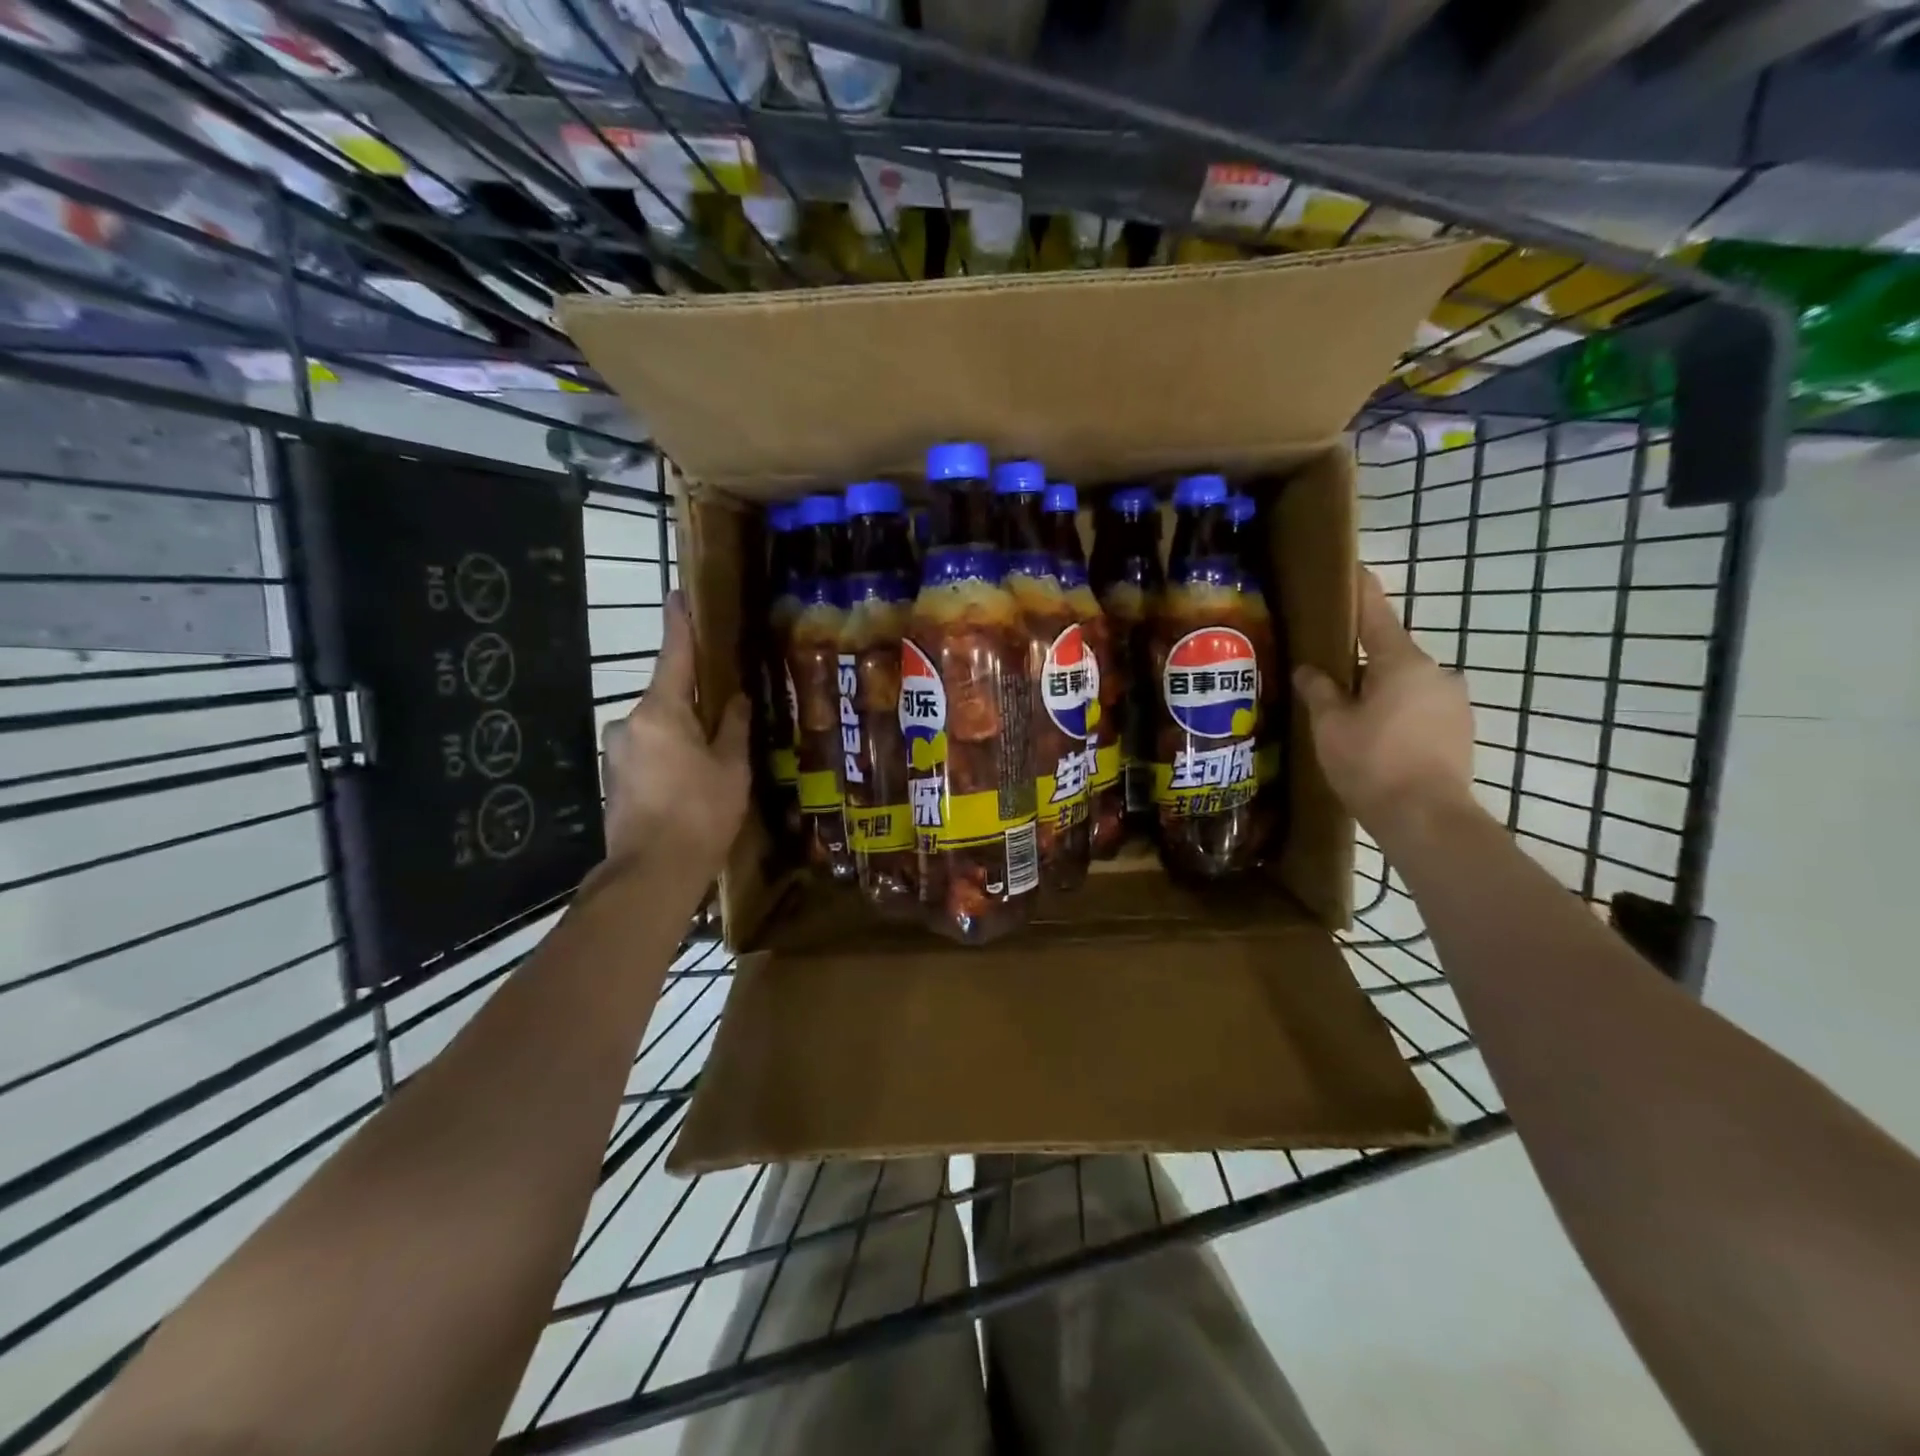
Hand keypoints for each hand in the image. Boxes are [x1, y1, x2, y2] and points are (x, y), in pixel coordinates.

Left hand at [600, 591, 750, 884]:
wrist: (652, 872)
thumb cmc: (700, 813)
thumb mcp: (731, 768)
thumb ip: (734, 728)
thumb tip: (738, 700)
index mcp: (661, 712)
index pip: (674, 656)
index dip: (679, 624)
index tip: (678, 594)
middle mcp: (630, 722)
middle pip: (667, 697)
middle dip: (694, 701)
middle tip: (725, 714)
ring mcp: (617, 751)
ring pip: (658, 728)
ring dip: (682, 734)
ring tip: (711, 761)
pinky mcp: (614, 777)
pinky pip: (648, 752)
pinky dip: (669, 756)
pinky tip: (690, 783)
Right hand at [1294, 571, 1477, 842]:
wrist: (1428, 819)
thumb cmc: (1372, 763)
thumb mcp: (1331, 725)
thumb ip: (1319, 691)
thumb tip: (1310, 670)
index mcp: (1402, 661)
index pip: (1376, 613)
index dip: (1360, 589)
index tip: (1352, 568)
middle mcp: (1436, 672)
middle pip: (1390, 654)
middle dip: (1360, 662)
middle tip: (1327, 680)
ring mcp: (1454, 702)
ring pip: (1405, 685)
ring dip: (1379, 692)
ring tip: (1349, 720)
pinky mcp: (1461, 730)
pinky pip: (1420, 709)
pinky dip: (1397, 715)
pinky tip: (1376, 742)